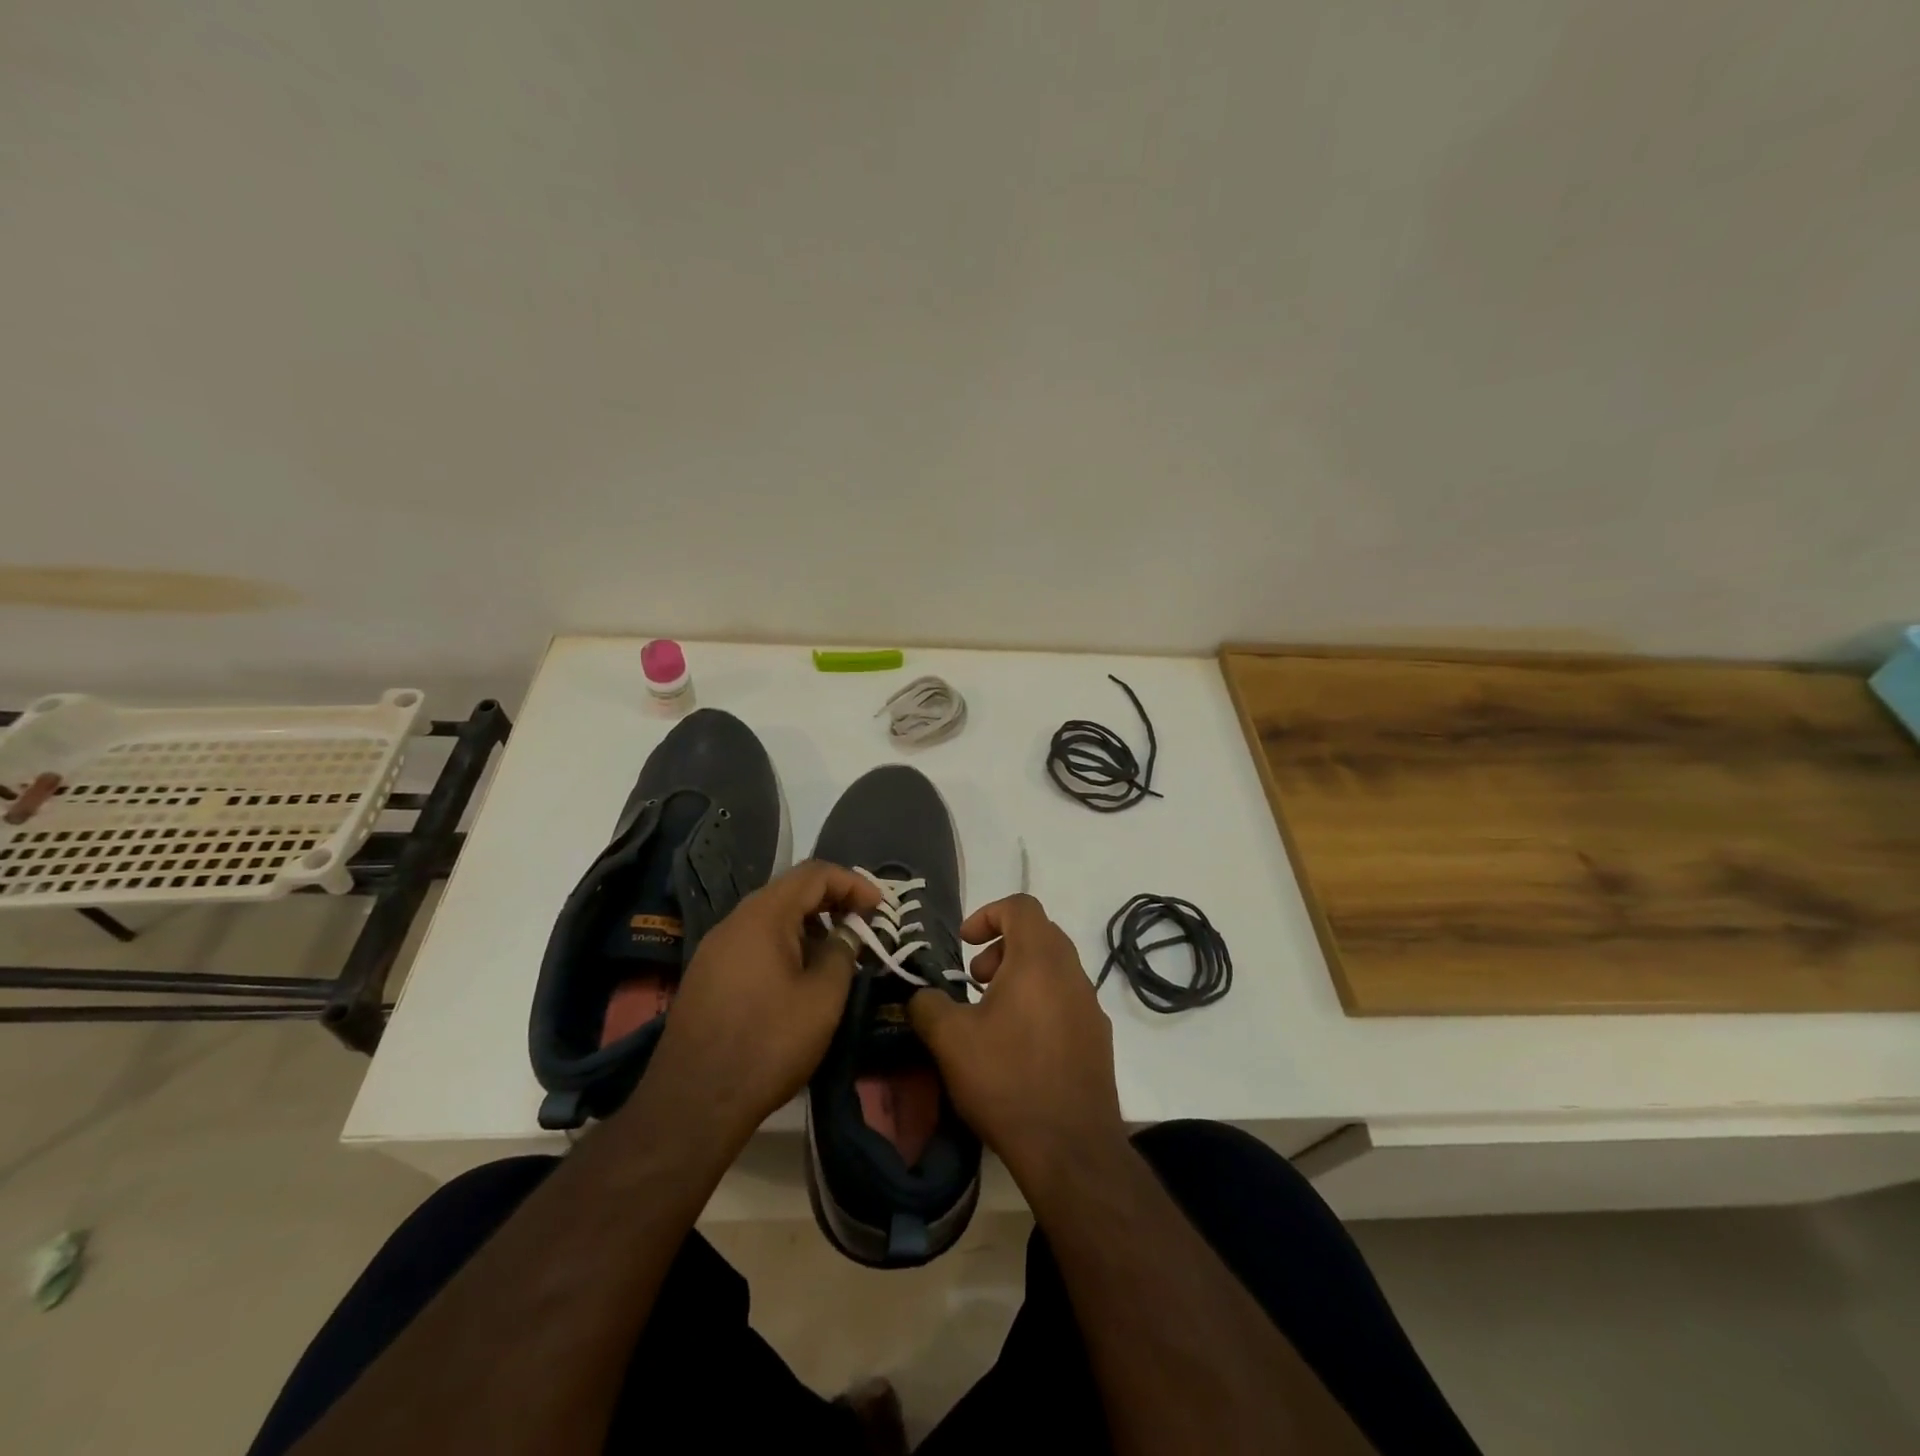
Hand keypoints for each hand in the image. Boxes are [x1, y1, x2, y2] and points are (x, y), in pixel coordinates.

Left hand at [639, 860, 880, 1151]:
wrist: (693, 1102)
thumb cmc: (768, 1043)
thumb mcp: (822, 997)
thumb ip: (842, 952)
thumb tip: (847, 932)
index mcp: (763, 916)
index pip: (813, 873)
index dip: (852, 882)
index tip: (879, 907)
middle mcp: (734, 921)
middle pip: (789, 890)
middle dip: (831, 901)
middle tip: (862, 924)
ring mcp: (714, 949)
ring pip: (770, 918)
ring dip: (808, 925)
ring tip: (836, 952)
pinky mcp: (706, 976)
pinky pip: (752, 942)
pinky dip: (784, 944)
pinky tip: (799, 977)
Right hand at [908, 893, 1125, 1186]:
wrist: (1071, 1148)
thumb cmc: (1007, 1080)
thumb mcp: (950, 1040)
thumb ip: (927, 1004)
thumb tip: (922, 995)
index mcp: (1039, 959)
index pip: (1021, 906)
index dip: (987, 913)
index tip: (964, 944)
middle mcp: (1072, 972)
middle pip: (1039, 933)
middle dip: (1002, 947)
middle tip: (975, 981)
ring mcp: (1091, 1005)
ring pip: (1054, 967)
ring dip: (1021, 975)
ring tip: (992, 1014)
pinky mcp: (1098, 1037)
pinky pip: (1067, 999)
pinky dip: (1040, 1001)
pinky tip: (1019, 1045)